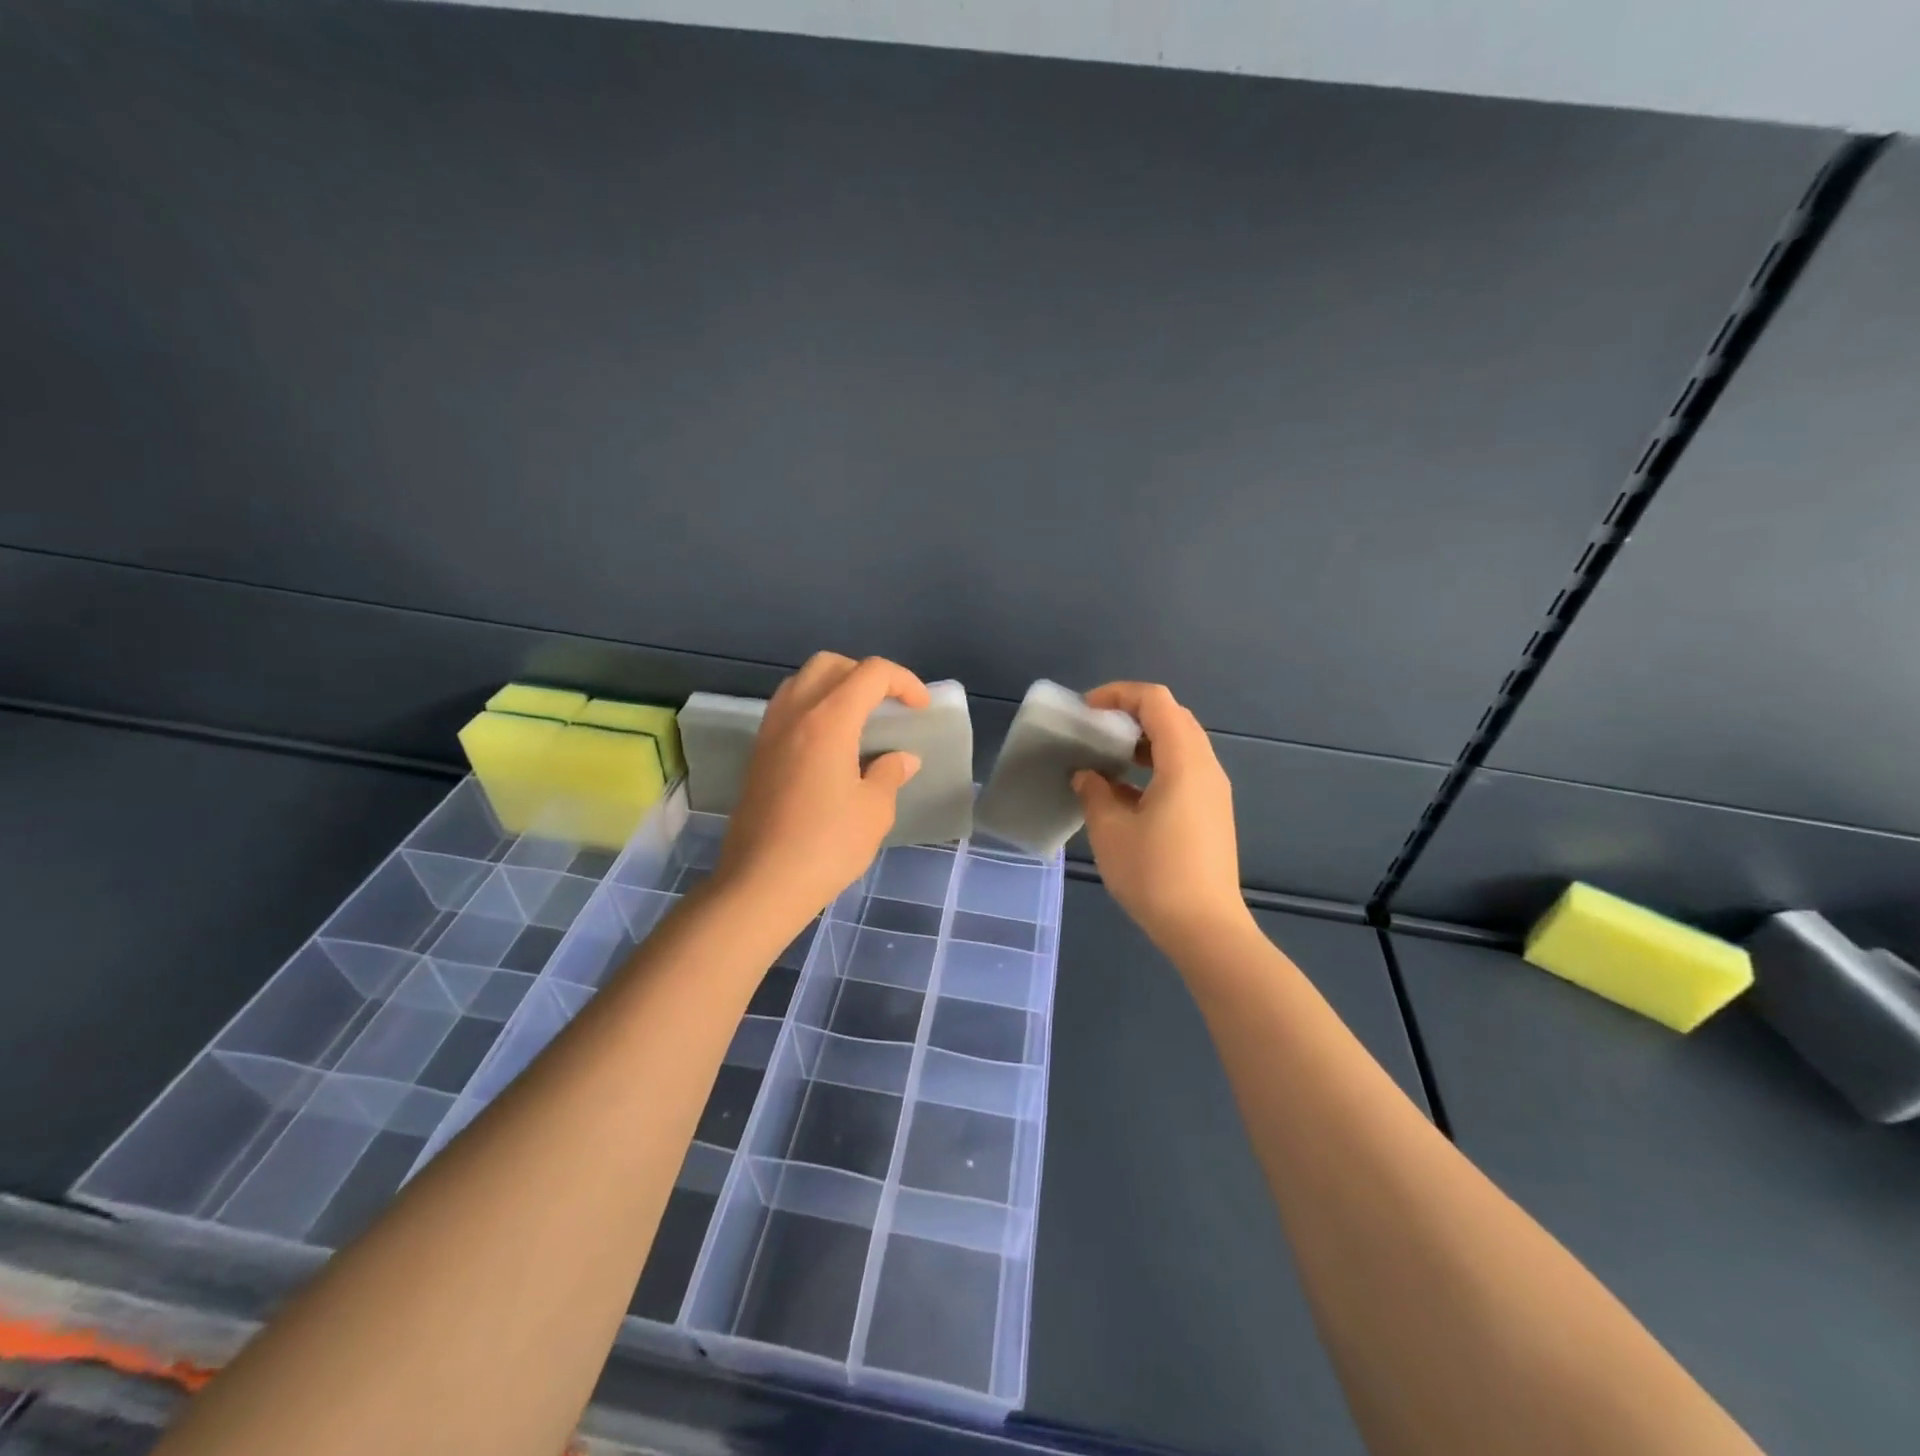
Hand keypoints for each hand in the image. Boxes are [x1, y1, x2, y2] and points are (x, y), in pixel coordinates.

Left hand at [714, 653, 927, 931]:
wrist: (760, 884)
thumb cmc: (826, 846)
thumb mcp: (873, 811)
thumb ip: (889, 773)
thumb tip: (901, 759)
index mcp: (829, 720)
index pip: (870, 673)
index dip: (903, 681)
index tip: (920, 708)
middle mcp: (794, 713)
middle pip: (830, 664)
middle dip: (865, 674)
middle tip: (887, 705)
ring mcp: (769, 732)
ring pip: (802, 682)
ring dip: (834, 686)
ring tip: (858, 720)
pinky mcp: (757, 753)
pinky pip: (786, 708)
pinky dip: (812, 707)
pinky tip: (829, 744)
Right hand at [1073, 682, 1250, 951]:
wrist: (1205, 928)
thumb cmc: (1154, 874)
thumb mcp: (1110, 831)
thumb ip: (1094, 792)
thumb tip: (1088, 776)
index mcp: (1184, 761)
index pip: (1156, 701)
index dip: (1119, 694)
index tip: (1086, 711)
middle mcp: (1206, 767)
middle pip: (1173, 717)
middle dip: (1131, 713)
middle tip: (1095, 730)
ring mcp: (1213, 791)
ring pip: (1180, 744)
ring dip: (1143, 740)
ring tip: (1106, 758)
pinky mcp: (1212, 812)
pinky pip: (1184, 769)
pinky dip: (1154, 764)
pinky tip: (1126, 792)